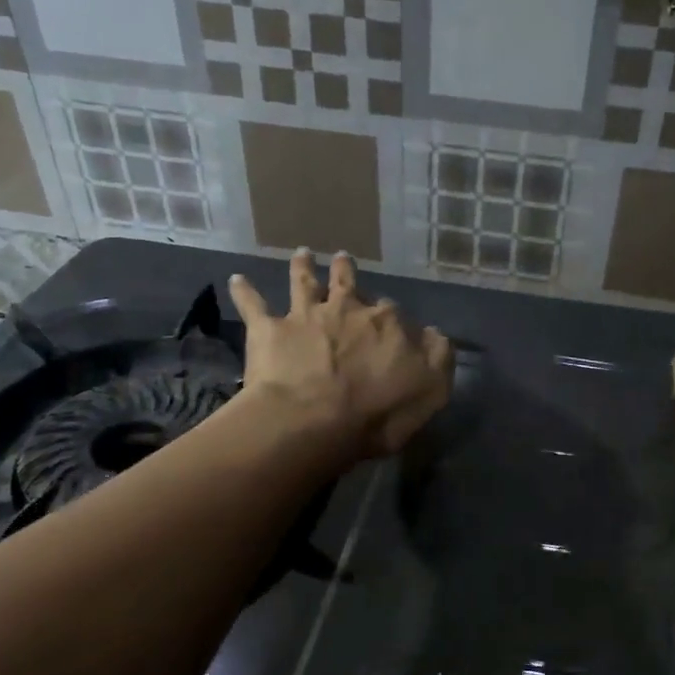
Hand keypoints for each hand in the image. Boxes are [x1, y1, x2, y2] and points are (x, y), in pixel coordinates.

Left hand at [229, 250, 453, 456]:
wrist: (311, 421)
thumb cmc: (377, 412)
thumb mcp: (431, 389)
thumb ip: (437, 357)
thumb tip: (433, 333)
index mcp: (385, 323)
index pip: (393, 312)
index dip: (392, 319)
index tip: (392, 325)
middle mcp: (346, 309)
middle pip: (348, 285)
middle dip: (347, 272)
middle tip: (343, 259)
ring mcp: (305, 317)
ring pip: (304, 283)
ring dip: (302, 267)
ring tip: (301, 253)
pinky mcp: (269, 331)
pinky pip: (253, 306)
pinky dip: (245, 292)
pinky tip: (237, 279)